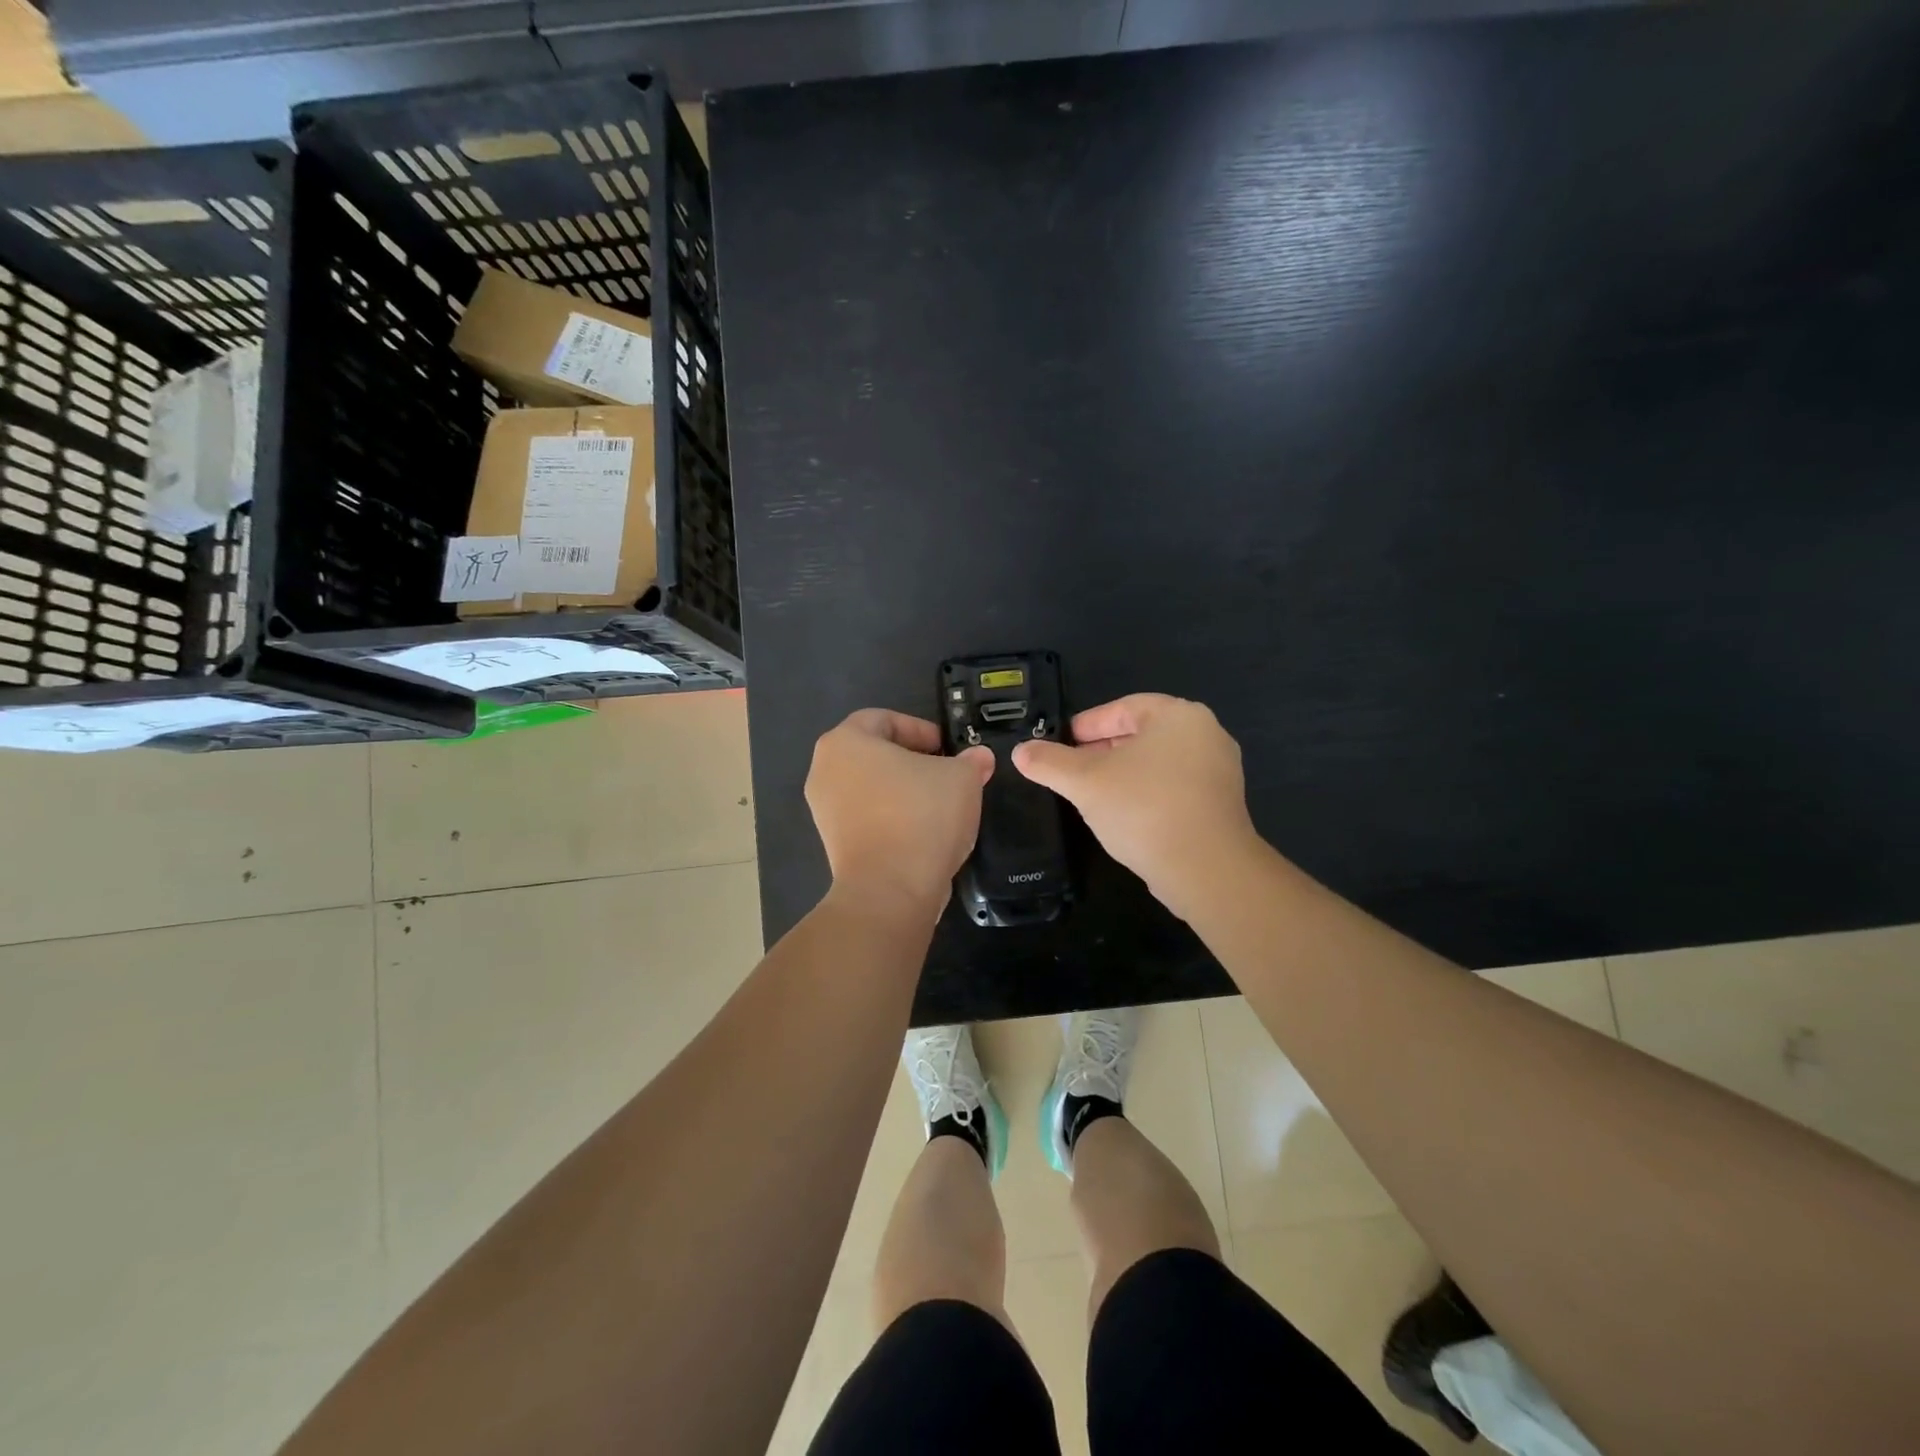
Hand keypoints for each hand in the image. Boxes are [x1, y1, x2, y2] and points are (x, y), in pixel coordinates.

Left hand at [806, 709, 994, 917]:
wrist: (890, 891)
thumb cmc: (921, 816)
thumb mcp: (962, 778)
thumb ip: (971, 761)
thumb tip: (979, 758)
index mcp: (845, 742)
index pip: (883, 719)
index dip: (920, 729)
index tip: (948, 749)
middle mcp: (824, 771)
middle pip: (875, 755)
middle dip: (914, 761)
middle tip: (948, 774)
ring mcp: (825, 811)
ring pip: (871, 788)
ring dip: (905, 792)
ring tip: (941, 806)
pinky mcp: (834, 845)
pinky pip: (868, 818)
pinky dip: (894, 819)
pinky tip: (924, 833)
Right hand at [1012, 693, 1261, 918]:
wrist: (1206, 869)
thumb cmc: (1143, 809)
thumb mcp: (1085, 782)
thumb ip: (1049, 762)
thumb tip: (1020, 752)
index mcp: (1178, 715)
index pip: (1122, 708)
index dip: (1086, 725)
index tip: (1060, 743)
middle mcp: (1206, 733)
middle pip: (1141, 734)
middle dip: (1102, 750)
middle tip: (1071, 769)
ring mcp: (1219, 770)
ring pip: (1157, 762)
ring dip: (1122, 773)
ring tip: (1091, 793)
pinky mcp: (1222, 803)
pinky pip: (1174, 787)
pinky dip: (1146, 793)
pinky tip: (1124, 815)